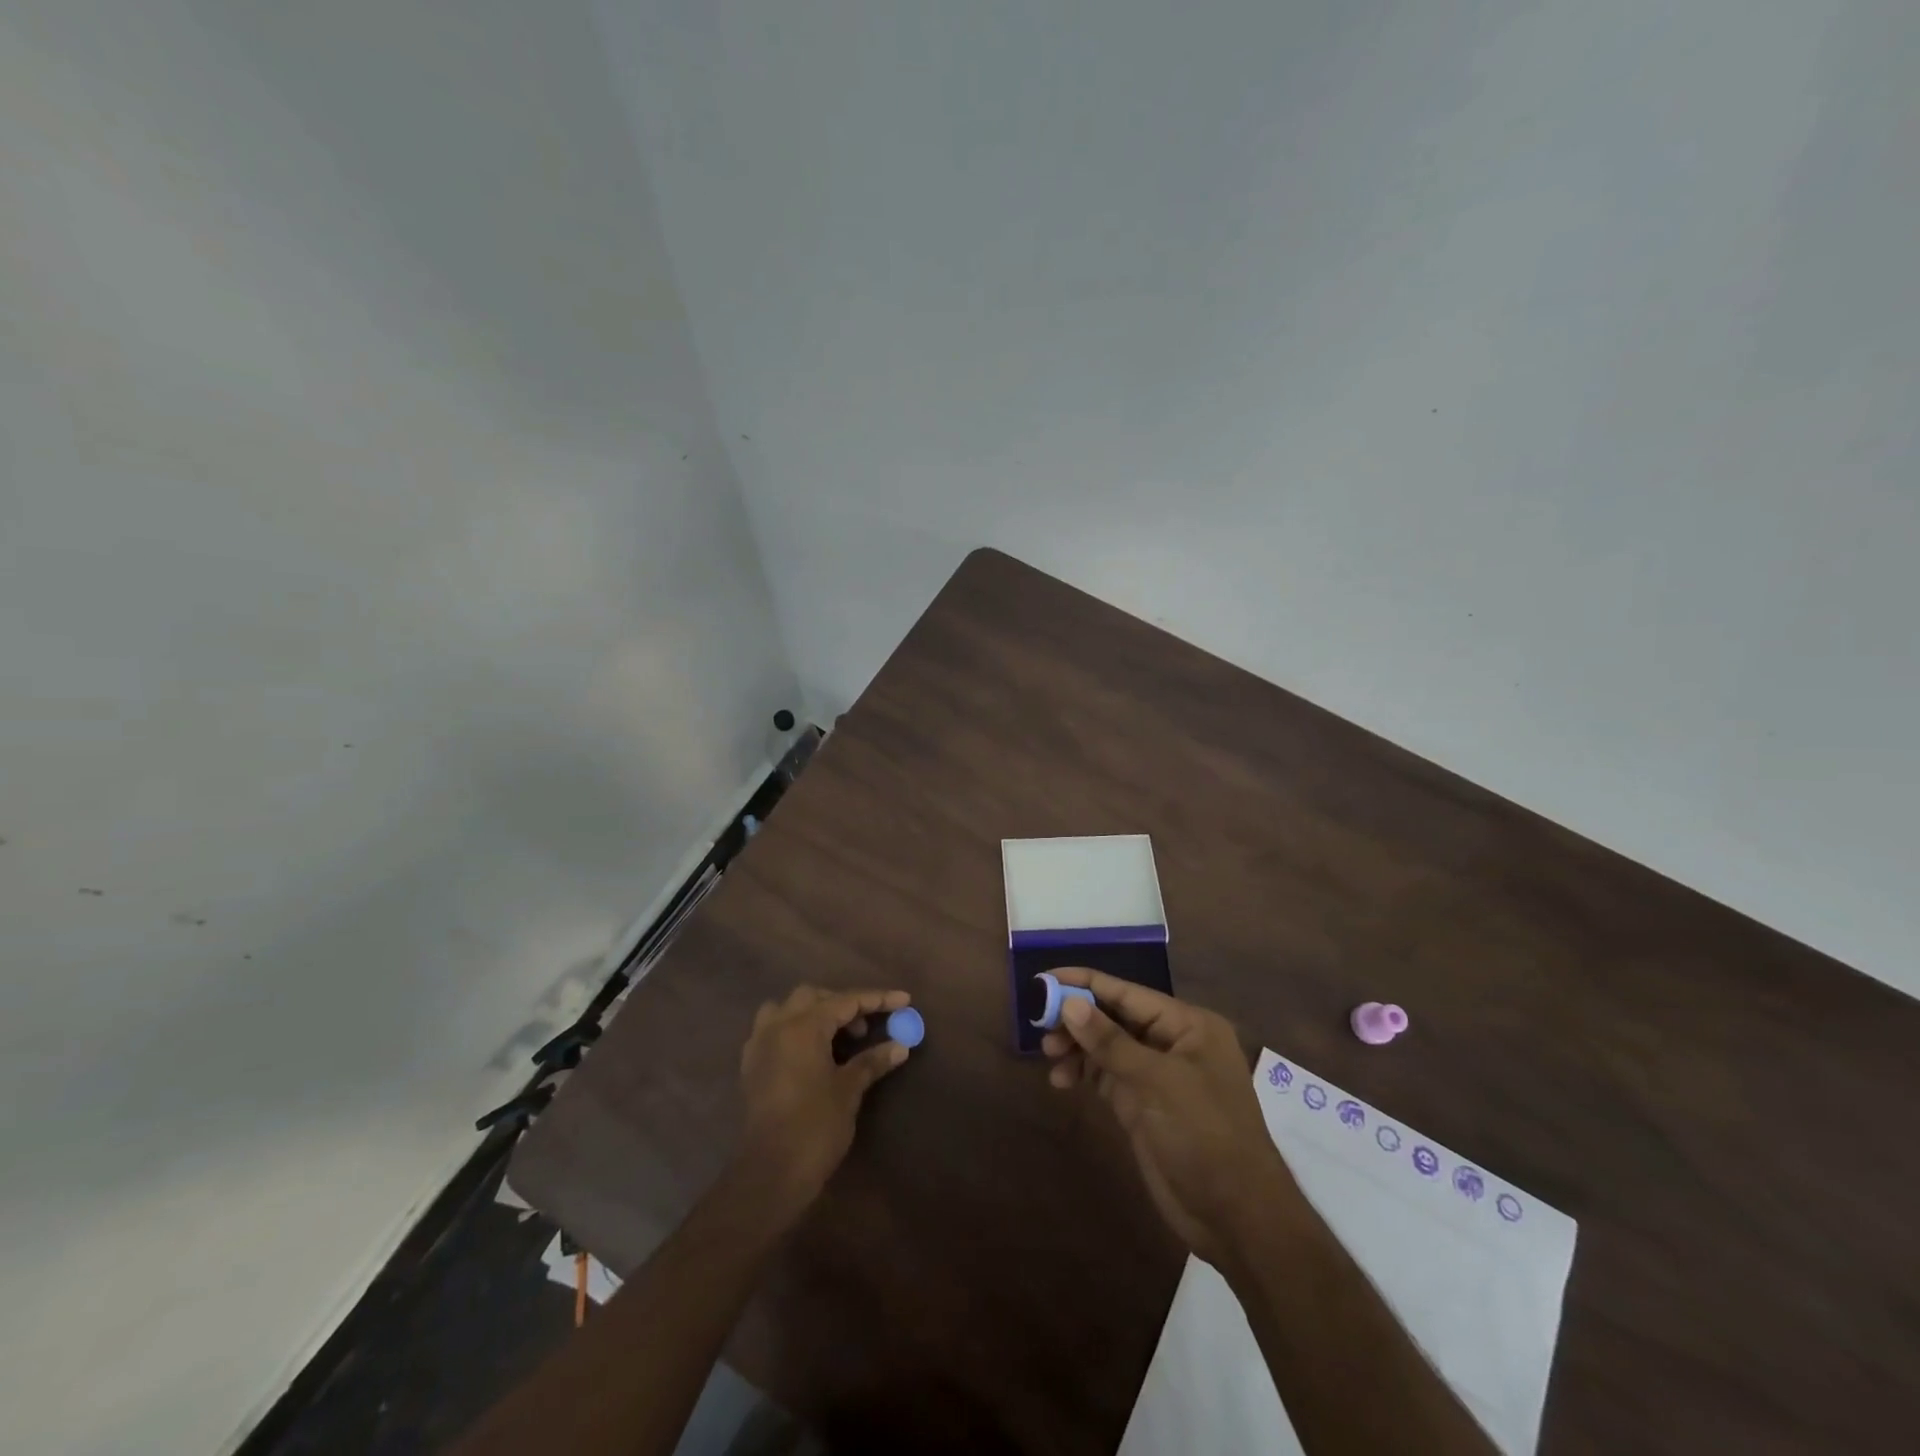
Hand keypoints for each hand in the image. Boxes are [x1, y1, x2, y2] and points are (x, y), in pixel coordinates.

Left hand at [737, 985, 912, 1222]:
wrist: (771, 1173)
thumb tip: (900, 1045)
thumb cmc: (815, 1126)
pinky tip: (810, 1053)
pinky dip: (794, 1030)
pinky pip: (773, 1030)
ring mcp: (759, 1044)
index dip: (877, 999)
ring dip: (813, 1013)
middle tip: (867, 1028)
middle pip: (814, 997)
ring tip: (836, 1035)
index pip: (846, 1001)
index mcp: (803, 1026)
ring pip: (788, 1009)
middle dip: (843, 1004)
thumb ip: (872, 1061)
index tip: (904, 999)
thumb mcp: (849, 1090)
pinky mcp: (751, 1066)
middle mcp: (778, 1025)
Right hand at [1043, 969, 1289, 1267]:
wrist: (1237, 1218)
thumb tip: (1068, 1004)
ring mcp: (1157, 1076)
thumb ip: (1110, 1042)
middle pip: (1114, 1017)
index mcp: (1187, 1025)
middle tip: (1040, 1025)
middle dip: (1077, 1019)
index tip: (1043, 980)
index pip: (1128, 993)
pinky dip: (1083, 1073)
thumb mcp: (1158, 1083)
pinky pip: (1106, 1076)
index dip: (1085, 984)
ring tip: (1049, 1056)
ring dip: (1077, 1047)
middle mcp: (1172, 1043)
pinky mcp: (1144, 1105)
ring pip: (1107, 1046)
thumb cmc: (1205, 1135)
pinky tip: (1061, 1080)